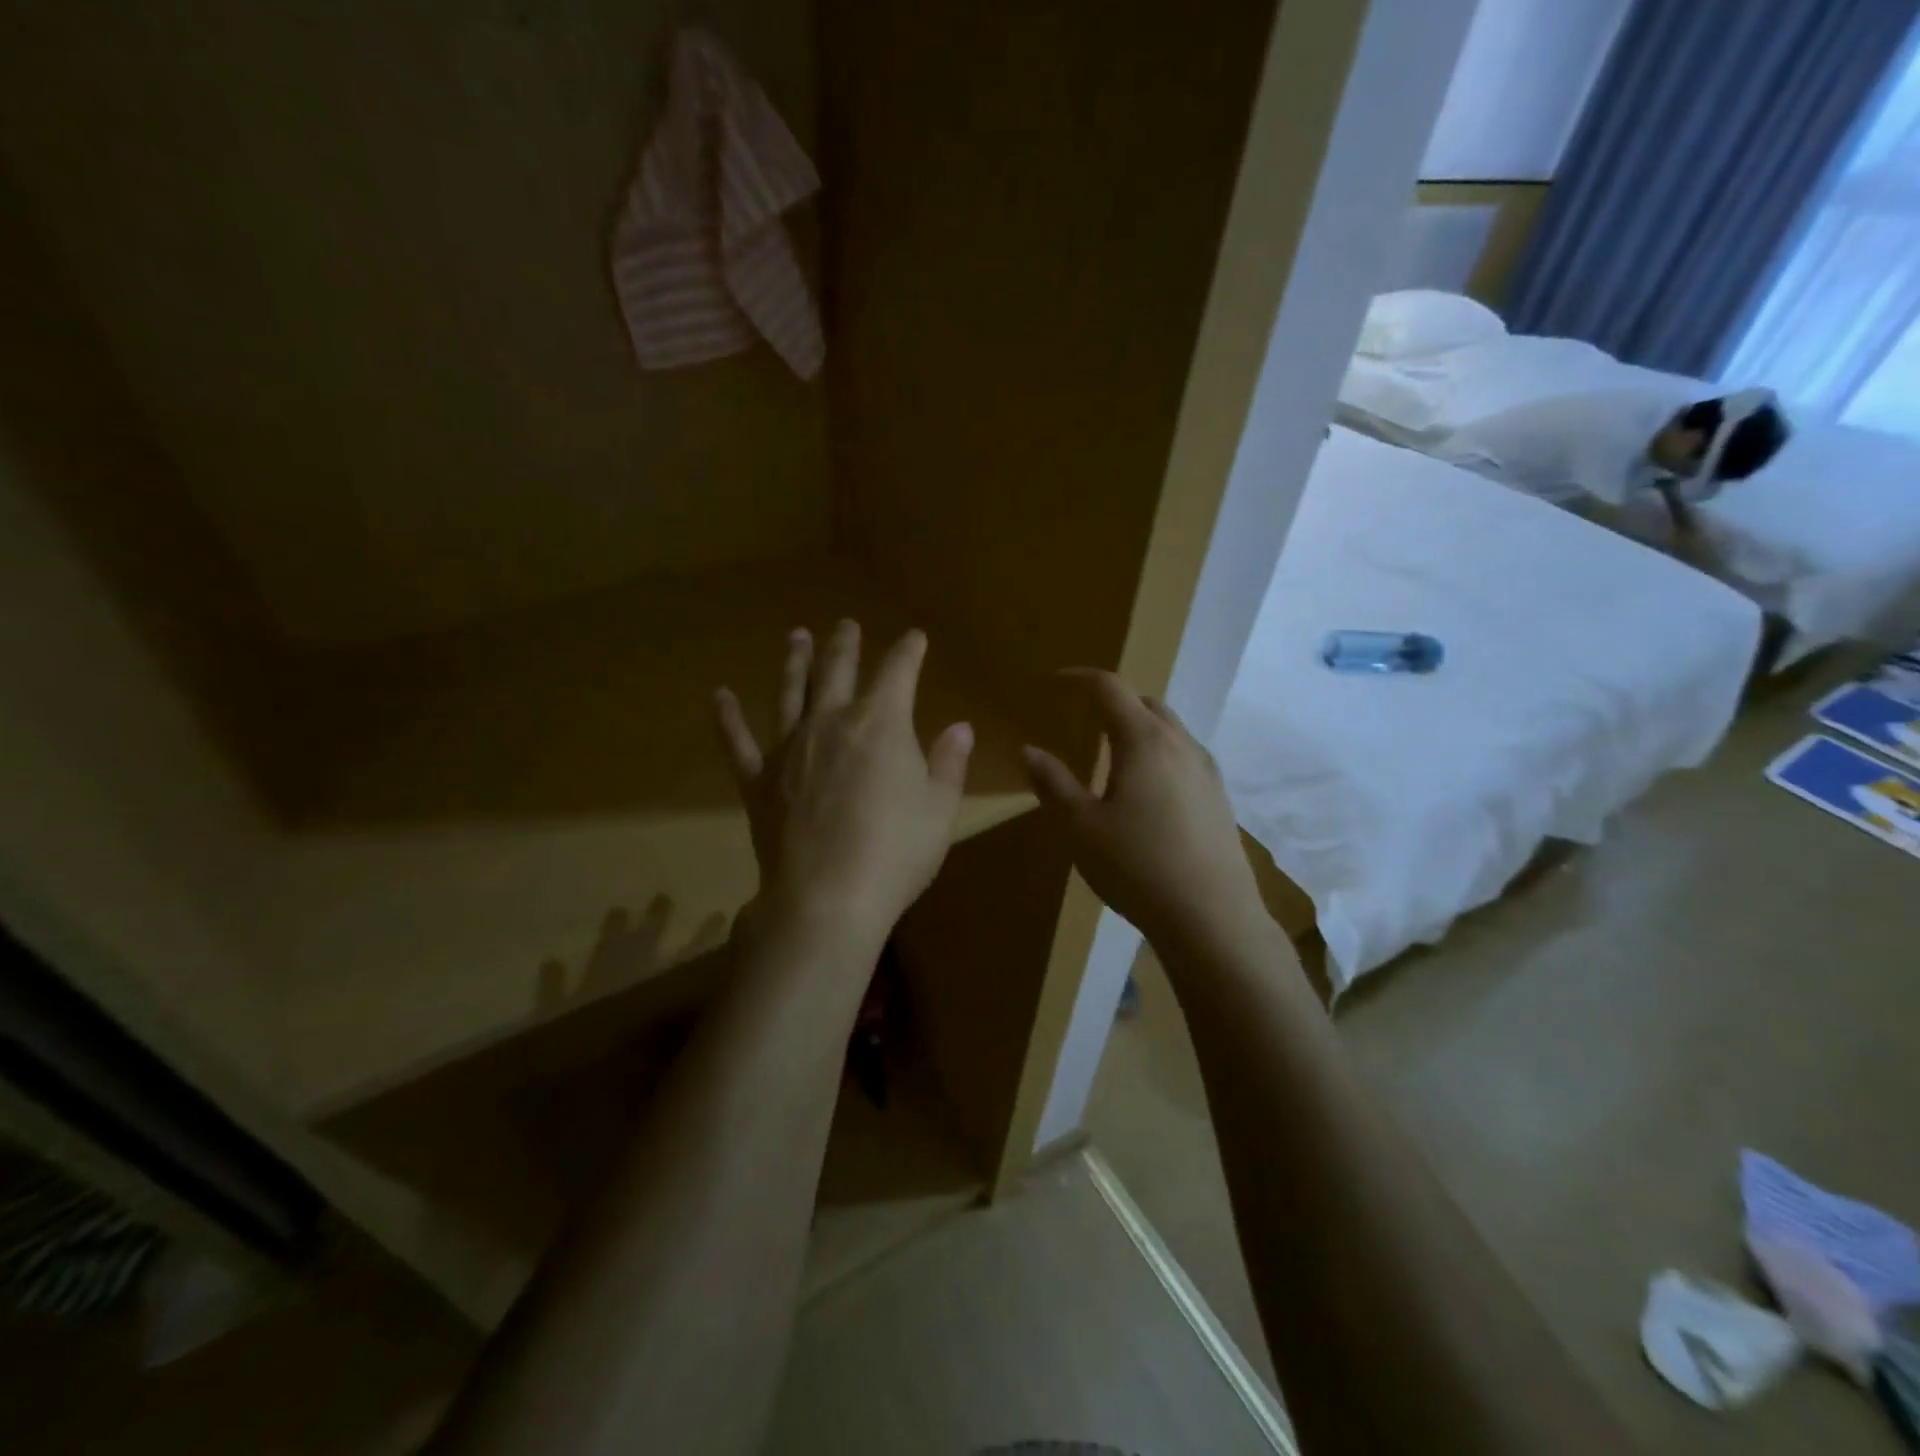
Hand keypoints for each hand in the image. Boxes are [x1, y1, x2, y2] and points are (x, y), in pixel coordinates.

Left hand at [715, 622, 972, 944]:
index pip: (898, 671)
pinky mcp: (758, 780)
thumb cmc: (896, 852)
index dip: (909, 650)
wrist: (828, 898)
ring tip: (796, 636)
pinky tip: (720, 696)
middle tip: (846, 625)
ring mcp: (789, 748)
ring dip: (794, 662)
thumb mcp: (940, 809)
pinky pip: (738, 742)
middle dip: (845, 645)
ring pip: (790, 692)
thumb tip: (960, 727)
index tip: (915, 638)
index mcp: (881, 723)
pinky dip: (728, 718)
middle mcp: (831, 722)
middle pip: (838, 670)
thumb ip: (948, 763)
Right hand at [1021, 670, 1267, 952]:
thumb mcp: (1080, 828)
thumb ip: (1053, 783)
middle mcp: (1181, 744)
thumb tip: (1028, 750)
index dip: (1078, 678)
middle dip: (1111, 701)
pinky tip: (1146, 789)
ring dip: (1138, 727)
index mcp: (1144, 741)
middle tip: (1081, 717)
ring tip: (1111, 753)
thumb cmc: (1137, 867)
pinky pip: (1184, 756)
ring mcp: (1206, 771)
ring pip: (1169, 729)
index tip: (1053, 682)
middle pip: (1144, 703)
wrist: (1212, 918)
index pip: (1109, 688)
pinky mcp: (1219, 797)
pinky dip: (1158, 753)